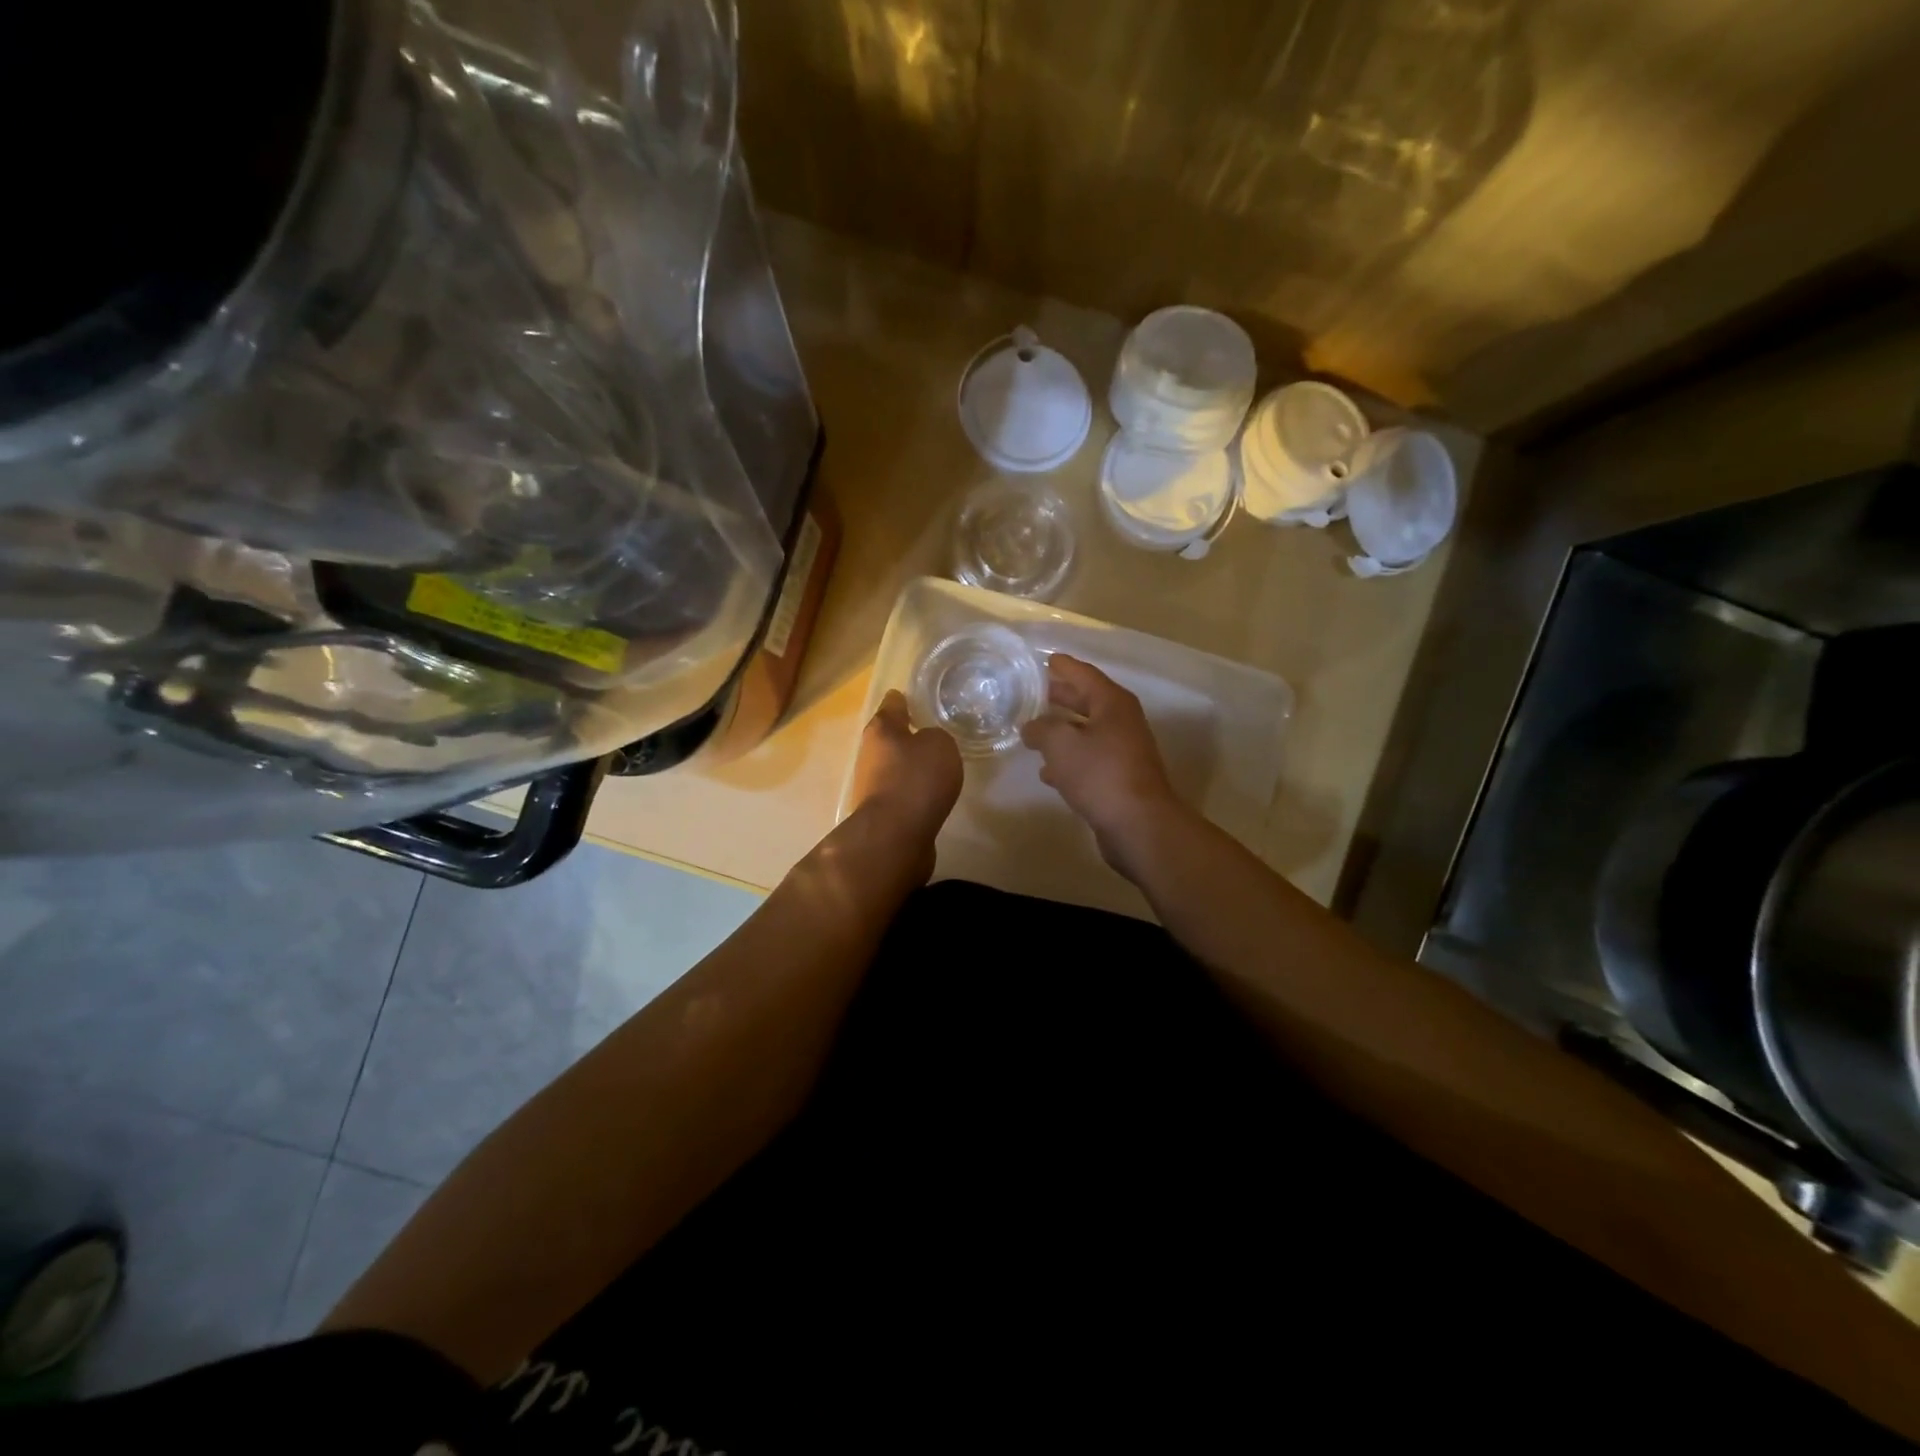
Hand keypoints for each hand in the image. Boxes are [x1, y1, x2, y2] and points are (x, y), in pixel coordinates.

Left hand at [846, 690, 962, 881]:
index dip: (904, 699)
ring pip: (894, 767)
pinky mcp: (881, 813)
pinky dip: (913, 792)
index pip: (892, 704)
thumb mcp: (940, 745)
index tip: (914, 697)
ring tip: (938, 767)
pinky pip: (901, 793)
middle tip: (935, 734)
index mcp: (881, 729)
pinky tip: (931, 796)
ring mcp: (872, 785)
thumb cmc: (916, 779)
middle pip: (890, 737)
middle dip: (908, 735)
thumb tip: (927, 745)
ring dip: (911, 766)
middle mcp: (870, 754)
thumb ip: (937, 737)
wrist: (895, 836)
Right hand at [1020, 655, 1182, 879]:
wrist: (1137, 824)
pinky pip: (1088, 760)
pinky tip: (1047, 771)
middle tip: (1034, 693)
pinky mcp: (1118, 778)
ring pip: (1086, 732)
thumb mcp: (1061, 744)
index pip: (1084, 674)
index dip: (1064, 667)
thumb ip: (1041, 729)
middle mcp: (1121, 722)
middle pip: (1087, 701)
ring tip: (1032, 732)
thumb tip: (1031, 726)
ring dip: (1062, 731)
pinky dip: (1069, 760)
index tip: (1045, 660)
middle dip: (1061, 697)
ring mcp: (1122, 751)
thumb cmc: (1100, 773)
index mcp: (1112, 703)